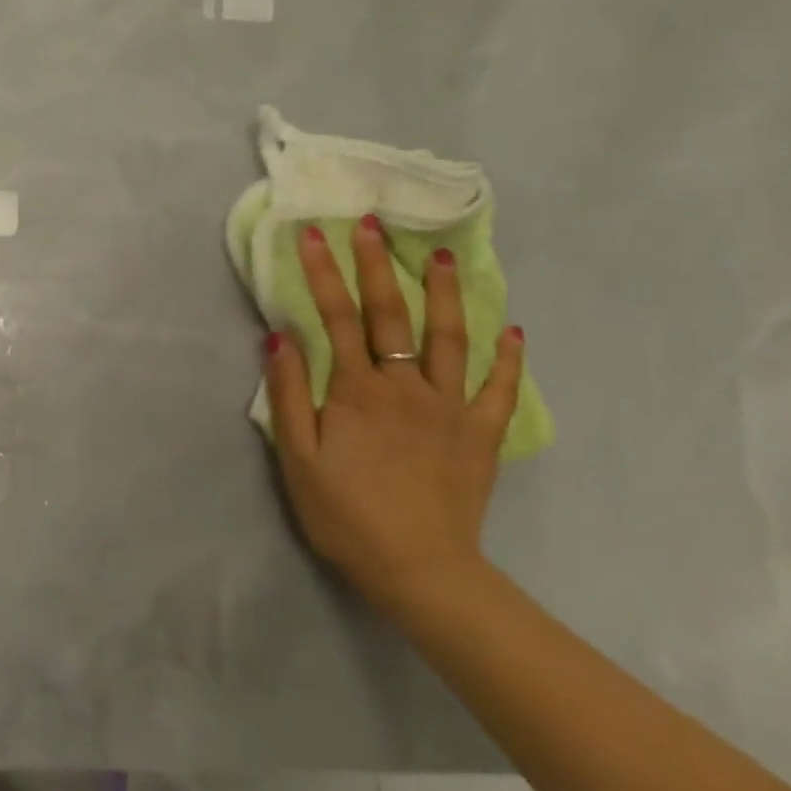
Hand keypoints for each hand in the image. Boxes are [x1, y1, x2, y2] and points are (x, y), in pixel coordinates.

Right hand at [263, 215, 523, 614]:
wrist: (418, 569)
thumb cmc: (345, 514)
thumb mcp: (297, 459)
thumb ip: (288, 394)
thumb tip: (278, 337)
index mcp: (358, 390)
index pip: (335, 317)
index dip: (323, 273)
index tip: (313, 233)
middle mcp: (406, 386)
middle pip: (391, 314)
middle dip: (376, 263)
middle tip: (372, 221)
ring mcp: (450, 407)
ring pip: (450, 338)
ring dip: (444, 292)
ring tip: (440, 254)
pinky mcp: (480, 434)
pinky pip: (499, 389)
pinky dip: (507, 359)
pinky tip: (512, 332)